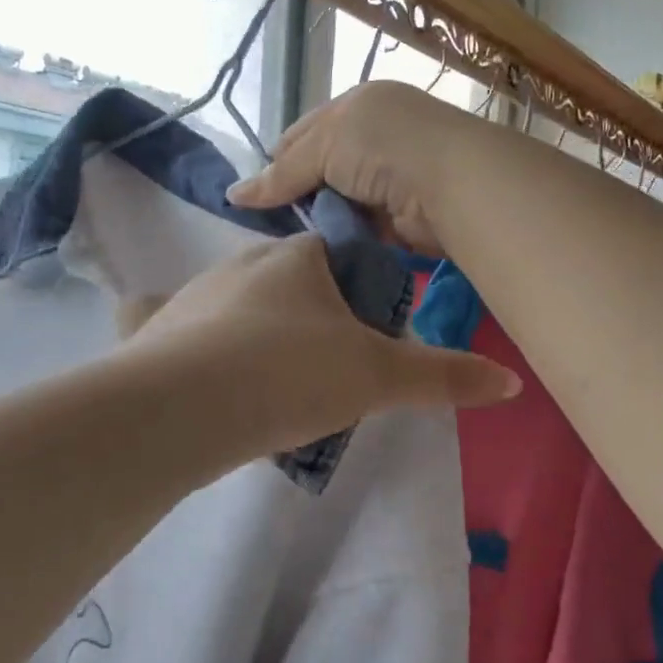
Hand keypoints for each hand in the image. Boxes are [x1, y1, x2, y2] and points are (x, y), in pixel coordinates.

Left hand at [128, 234, 518, 454]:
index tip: (365, 337)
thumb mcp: (378, 379)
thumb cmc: (291, 374)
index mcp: (296, 260)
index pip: (335, 255)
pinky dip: (175, 331)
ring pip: (233, 304)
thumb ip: (444, 377)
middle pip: (285, 280)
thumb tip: (511, 383)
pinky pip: (163, 319)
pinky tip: (183, 358)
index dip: (356, 290)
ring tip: (269, 387)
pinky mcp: (150, 330)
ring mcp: (190, 295)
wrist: (187, 407)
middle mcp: (240, 263)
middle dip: (306, 315)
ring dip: (252, 331)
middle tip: (322, 372)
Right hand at [226, 82, 486, 255]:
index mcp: (358, 106)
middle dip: (298, 195)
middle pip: (321, 170)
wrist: (451, 181)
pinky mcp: (403, 216)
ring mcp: (392, 178)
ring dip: (321, 220)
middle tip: (271, 225)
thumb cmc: (383, 146)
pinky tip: (322, 251)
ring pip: (340, 202)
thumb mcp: (324, 145)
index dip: (278, 162)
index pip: (304, 133)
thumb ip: (282, 173)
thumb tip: (233, 196)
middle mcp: (376, 138)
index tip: (255, 196)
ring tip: (292, 242)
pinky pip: (362, 228)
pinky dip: (344, 237)